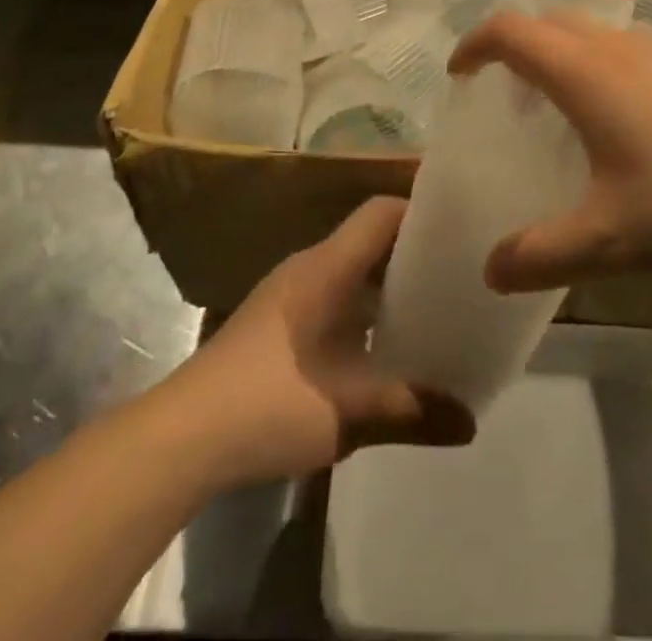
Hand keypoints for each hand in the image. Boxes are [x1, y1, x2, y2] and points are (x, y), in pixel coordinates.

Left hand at [171, 196, 473, 485]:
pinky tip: (380, 348)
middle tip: (457, 274)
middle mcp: (309, 268)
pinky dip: (362, 309)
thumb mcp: (349, 412)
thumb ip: (413, 411)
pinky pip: (332, 296)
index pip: (381, 212)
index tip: (460, 230)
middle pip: (369, 239)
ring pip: (350, 271)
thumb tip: (472, 421)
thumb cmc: (268, 404)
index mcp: (327, 266)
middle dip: (413, 253)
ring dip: (386, 285)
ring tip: (431, 309)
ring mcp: (288, 295)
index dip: (421, 212)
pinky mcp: (275, 324)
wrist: (180, 438)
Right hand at [451, 11, 651, 292]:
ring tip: (572, 115)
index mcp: (588, 73)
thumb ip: (544, 254)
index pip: (512, 32)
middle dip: (520, 47)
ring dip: (570, 60)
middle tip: (511, 95)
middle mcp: (625, 48)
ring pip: (602, 38)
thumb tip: (491, 270)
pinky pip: (641, 56)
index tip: (459, 72)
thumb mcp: (614, 239)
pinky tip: (641, 130)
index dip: (476, 44)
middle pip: (554, 23)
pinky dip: (614, 73)